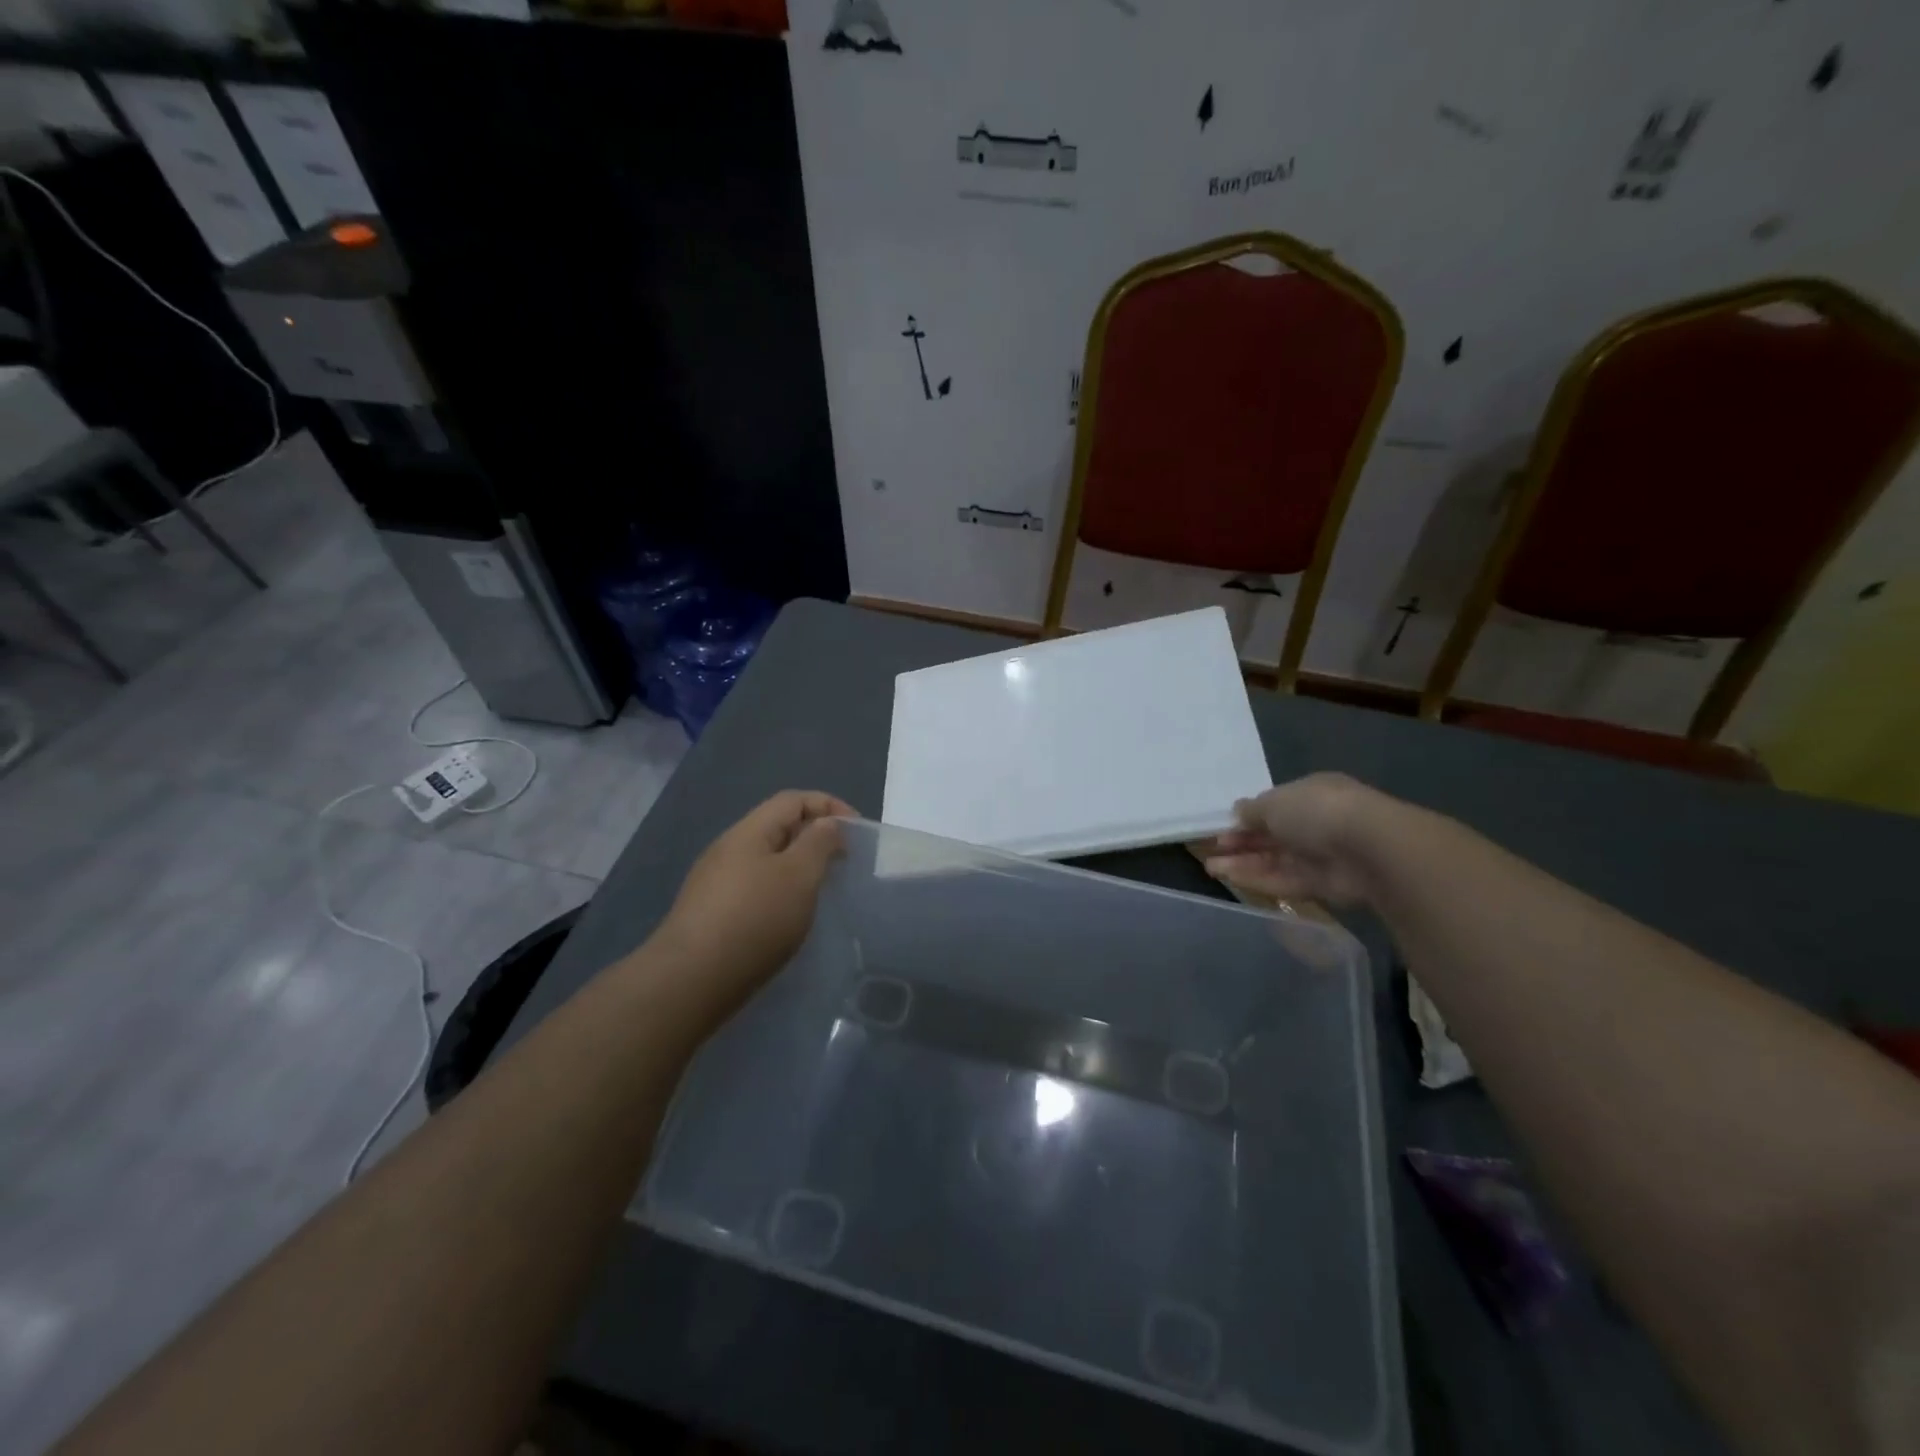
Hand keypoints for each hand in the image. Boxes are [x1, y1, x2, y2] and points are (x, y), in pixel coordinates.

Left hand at [655, 790, 856, 1011]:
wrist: (692, 980)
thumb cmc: (755, 918)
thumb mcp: (799, 875)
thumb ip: (819, 842)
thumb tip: (826, 824)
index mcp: (749, 831)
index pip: (793, 800)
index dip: (829, 806)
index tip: (858, 832)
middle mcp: (728, 849)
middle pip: (778, 826)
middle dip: (814, 836)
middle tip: (843, 862)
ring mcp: (715, 881)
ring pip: (766, 859)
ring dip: (798, 866)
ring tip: (821, 890)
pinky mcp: (711, 912)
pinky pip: (755, 886)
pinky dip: (780, 890)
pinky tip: (789, 916)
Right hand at [1202, 772, 1386, 907]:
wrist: (1369, 848)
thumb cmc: (1317, 811)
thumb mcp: (1274, 802)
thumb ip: (1252, 810)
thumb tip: (1237, 812)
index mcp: (1310, 795)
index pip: (1274, 807)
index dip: (1246, 818)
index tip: (1222, 828)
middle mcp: (1315, 824)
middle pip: (1271, 836)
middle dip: (1242, 843)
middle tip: (1212, 850)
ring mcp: (1319, 856)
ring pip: (1274, 861)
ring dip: (1243, 863)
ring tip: (1211, 867)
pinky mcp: (1321, 886)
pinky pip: (1283, 881)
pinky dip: (1257, 879)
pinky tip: (1229, 878)